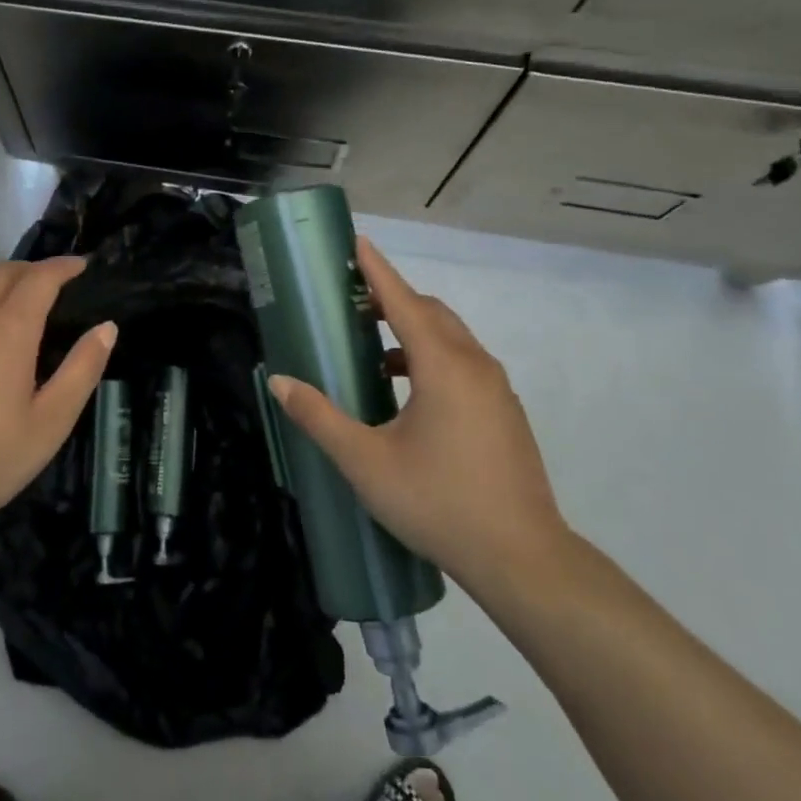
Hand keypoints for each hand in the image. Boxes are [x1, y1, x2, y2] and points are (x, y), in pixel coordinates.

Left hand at [0, 256, 115, 548]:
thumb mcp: (50, 423)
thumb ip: (82, 369)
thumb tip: (106, 327)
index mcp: (9, 328)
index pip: (41, 277)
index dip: (64, 267)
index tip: (81, 266)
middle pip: (1, 271)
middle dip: (29, 271)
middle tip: (47, 288)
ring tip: (4, 313)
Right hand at [267, 238, 569, 601]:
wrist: (522, 558)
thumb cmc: (437, 502)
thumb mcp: (365, 462)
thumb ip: (319, 417)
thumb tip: (278, 382)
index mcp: (443, 366)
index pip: (404, 301)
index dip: (377, 270)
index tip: (357, 242)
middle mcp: (475, 366)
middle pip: (431, 313)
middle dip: (393, 299)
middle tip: (352, 302)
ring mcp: (496, 389)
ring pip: (450, 339)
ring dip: (412, 331)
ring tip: (371, 349)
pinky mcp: (504, 413)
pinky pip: (463, 364)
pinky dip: (431, 358)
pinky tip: (405, 392)